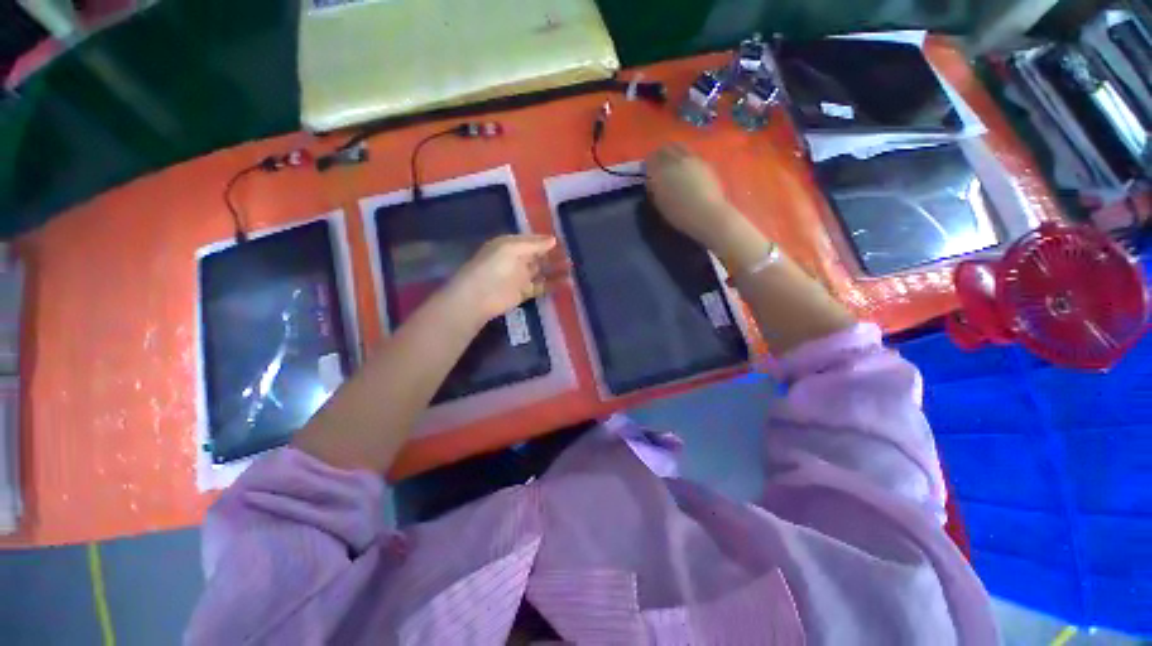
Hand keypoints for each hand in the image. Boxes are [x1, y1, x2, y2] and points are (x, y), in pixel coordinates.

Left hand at [448, 234, 566, 322]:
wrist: (479, 296)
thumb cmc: (493, 266)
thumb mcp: (512, 248)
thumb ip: (534, 244)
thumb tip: (553, 239)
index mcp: (511, 245)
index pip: (533, 240)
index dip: (547, 240)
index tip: (565, 240)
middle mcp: (517, 259)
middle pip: (539, 255)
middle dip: (554, 255)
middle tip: (573, 254)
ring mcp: (521, 276)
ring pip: (543, 270)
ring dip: (557, 269)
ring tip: (574, 268)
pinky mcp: (525, 292)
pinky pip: (543, 286)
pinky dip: (554, 284)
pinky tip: (568, 283)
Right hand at [645, 144, 769, 269]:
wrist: (707, 215)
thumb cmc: (680, 214)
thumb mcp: (660, 204)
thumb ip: (654, 189)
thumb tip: (652, 181)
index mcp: (661, 171)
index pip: (650, 159)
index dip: (648, 164)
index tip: (647, 171)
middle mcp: (676, 160)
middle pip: (665, 149)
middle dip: (659, 155)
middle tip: (658, 164)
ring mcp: (692, 159)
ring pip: (679, 147)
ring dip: (673, 152)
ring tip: (672, 163)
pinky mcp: (705, 162)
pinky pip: (690, 153)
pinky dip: (684, 156)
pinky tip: (685, 167)